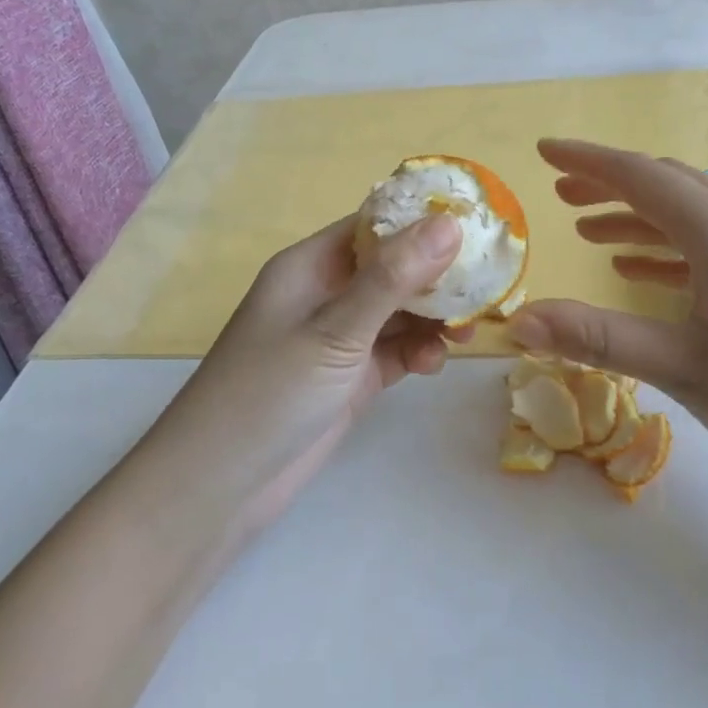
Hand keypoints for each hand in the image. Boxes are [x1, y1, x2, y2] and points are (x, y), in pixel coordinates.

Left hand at [155, 213, 467, 530]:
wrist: (220, 486)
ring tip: (466, 332)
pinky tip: (433, 364)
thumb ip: (393, 279)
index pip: (374, 225)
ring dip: (433, 318)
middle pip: (393, 268)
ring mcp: (339, 338)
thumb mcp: (335, 331)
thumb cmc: (269, 392)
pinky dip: (418, 352)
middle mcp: (327, 293)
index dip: (421, 220)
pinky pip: (395, 350)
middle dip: (437, 276)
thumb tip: (450, 223)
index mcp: (312, 265)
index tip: (476, 225)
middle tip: (487, 286)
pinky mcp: (350, 377)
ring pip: (399, 311)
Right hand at [506, 139, 707, 520]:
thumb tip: (517, 323)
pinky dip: (677, 247)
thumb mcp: (685, 369)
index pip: (640, 176)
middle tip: (561, 194)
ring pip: (697, 213)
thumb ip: (597, 338)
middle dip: (611, 185)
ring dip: (642, 218)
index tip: (544, 150)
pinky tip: (649, 272)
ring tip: (592, 232)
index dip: (587, 160)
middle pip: (669, 185)